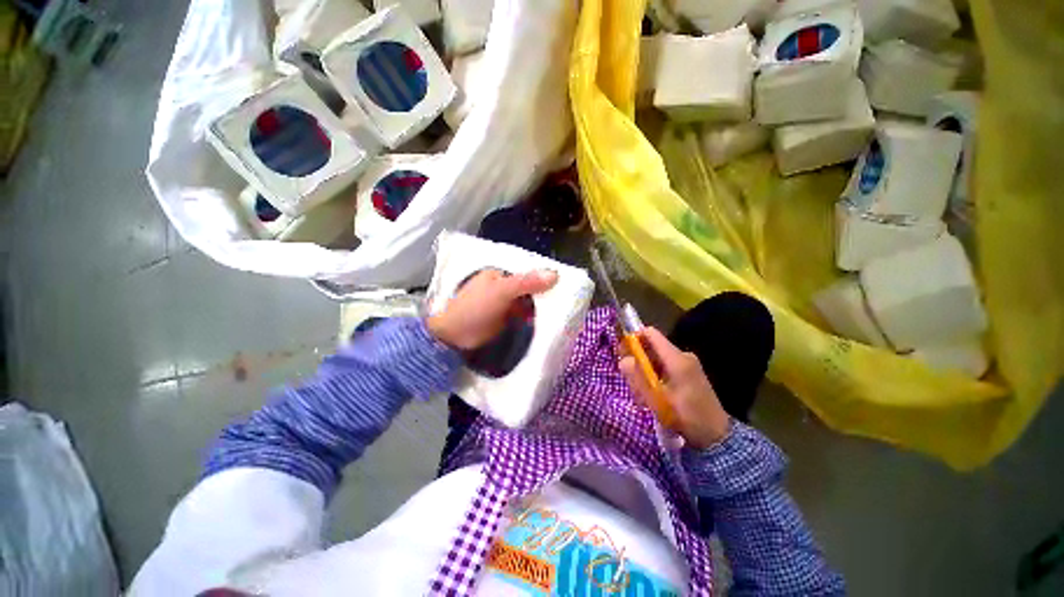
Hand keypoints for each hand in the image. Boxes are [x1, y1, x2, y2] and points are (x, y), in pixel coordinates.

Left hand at [427, 268, 558, 349]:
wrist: (454, 338)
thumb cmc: (474, 308)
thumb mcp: (500, 291)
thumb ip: (526, 282)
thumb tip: (555, 274)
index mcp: (501, 274)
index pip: (529, 271)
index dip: (546, 276)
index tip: (566, 284)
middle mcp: (505, 286)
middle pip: (531, 286)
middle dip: (547, 292)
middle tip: (570, 300)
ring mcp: (507, 304)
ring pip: (531, 301)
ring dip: (544, 306)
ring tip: (567, 311)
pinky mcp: (508, 319)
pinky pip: (527, 314)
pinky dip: (537, 317)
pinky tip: (551, 321)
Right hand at [619, 327, 729, 448]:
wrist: (716, 437)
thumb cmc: (685, 417)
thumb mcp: (656, 400)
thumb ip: (638, 378)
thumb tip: (624, 359)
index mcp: (676, 359)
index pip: (650, 333)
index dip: (633, 338)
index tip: (623, 353)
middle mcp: (684, 356)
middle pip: (652, 346)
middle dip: (638, 359)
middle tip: (631, 380)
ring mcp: (689, 364)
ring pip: (658, 357)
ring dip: (646, 370)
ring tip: (643, 392)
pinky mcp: (691, 372)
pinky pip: (666, 365)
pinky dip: (655, 374)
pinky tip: (654, 393)